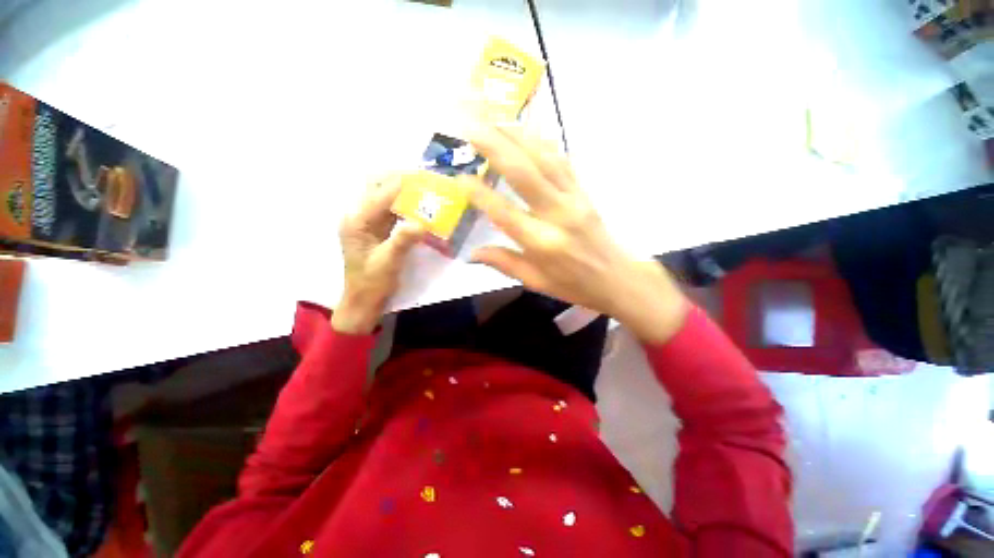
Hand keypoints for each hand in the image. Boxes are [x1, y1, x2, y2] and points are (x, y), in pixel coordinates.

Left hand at [333, 175, 424, 334]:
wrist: (363, 300)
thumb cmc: (372, 283)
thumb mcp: (388, 263)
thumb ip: (402, 241)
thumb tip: (421, 222)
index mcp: (356, 221)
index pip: (381, 193)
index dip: (404, 183)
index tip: (426, 175)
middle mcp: (359, 216)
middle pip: (378, 187)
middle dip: (403, 180)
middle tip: (427, 178)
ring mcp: (367, 222)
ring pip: (386, 196)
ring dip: (405, 190)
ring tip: (427, 186)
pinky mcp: (376, 229)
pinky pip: (391, 210)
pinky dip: (406, 204)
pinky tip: (420, 204)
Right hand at [465, 125, 688, 343]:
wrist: (618, 278)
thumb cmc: (574, 285)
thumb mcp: (536, 282)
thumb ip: (503, 263)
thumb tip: (471, 254)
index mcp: (542, 243)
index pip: (504, 213)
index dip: (480, 194)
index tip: (459, 177)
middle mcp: (558, 215)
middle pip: (524, 174)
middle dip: (495, 147)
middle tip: (470, 127)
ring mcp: (573, 199)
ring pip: (544, 159)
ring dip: (517, 136)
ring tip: (493, 119)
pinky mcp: (583, 191)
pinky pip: (561, 161)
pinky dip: (542, 142)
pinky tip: (527, 131)